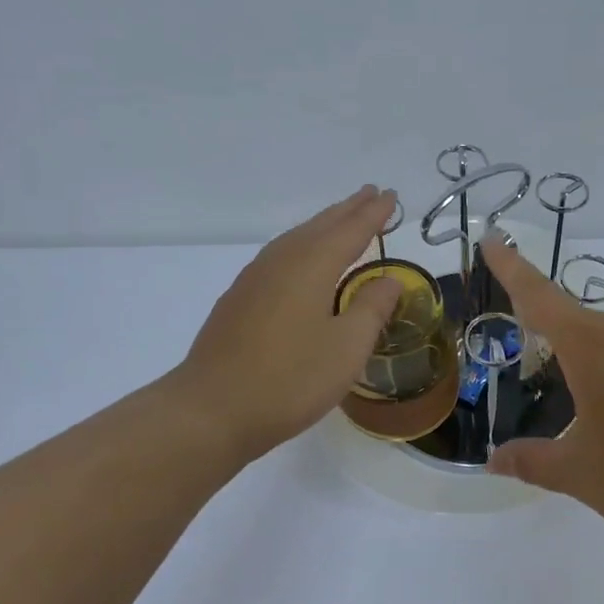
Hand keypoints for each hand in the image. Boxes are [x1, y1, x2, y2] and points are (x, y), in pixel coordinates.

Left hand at [174, 187, 402, 463]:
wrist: (212, 409)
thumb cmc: (290, 379)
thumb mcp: (347, 347)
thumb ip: (372, 308)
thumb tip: (390, 279)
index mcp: (312, 266)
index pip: (351, 230)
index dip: (374, 214)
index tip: (391, 196)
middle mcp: (282, 261)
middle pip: (320, 226)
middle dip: (348, 210)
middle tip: (371, 194)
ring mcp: (254, 279)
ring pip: (296, 239)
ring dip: (323, 225)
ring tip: (341, 220)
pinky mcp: (239, 299)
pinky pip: (280, 256)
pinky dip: (301, 246)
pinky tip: (301, 261)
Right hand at [482, 236, 603, 564]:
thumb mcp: (581, 476)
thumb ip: (532, 461)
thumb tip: (494, 461)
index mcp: (593, 350)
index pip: (540, 297)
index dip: (511, 267)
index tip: (491, 239)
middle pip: (577, 322)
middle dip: (550, 336)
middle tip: (535, 369)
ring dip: (592, 361)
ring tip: (588, 408)